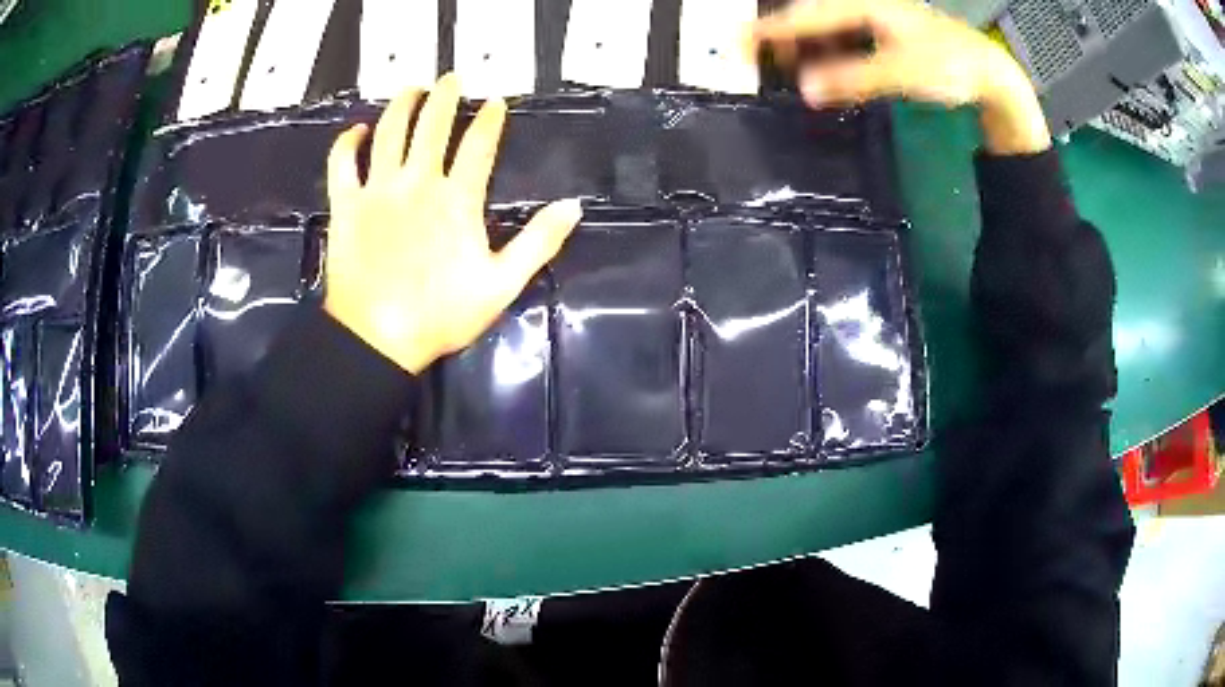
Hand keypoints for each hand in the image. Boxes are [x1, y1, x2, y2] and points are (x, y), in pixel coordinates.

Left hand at [324, 74, 582, 373]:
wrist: (377, 338)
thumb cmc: (440, 315)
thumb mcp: (502, 284)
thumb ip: (539, 242)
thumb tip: (573, 206)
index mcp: (457, 199)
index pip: (479, 145)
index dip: (489, 119)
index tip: (494, 102)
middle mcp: (417, 182)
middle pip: (432, 125)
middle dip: (443, 96)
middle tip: (450, 78)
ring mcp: (378, 190)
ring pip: (389, 132)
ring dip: (401, 105)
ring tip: (411, 87)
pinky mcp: (346, 205)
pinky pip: (343, 164)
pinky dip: (347, 143)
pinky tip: (357, 130)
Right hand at [751, 0, 1050, 153]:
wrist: (990, 75)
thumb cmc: (950, 66)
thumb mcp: (902, 72)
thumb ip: (855, 78)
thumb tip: (806, 89)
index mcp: (865, 5)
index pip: (806, 15)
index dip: (770, 30)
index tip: (735, 41)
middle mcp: (867, 6)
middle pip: (813, 17)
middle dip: (783, 37)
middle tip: (755, 59)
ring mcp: (879, 20)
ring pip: (829, 29)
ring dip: (805, 47)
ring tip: (784, 67)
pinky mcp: (889, 36)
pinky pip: (847, 40)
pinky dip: (829, 54)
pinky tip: (823, 67)